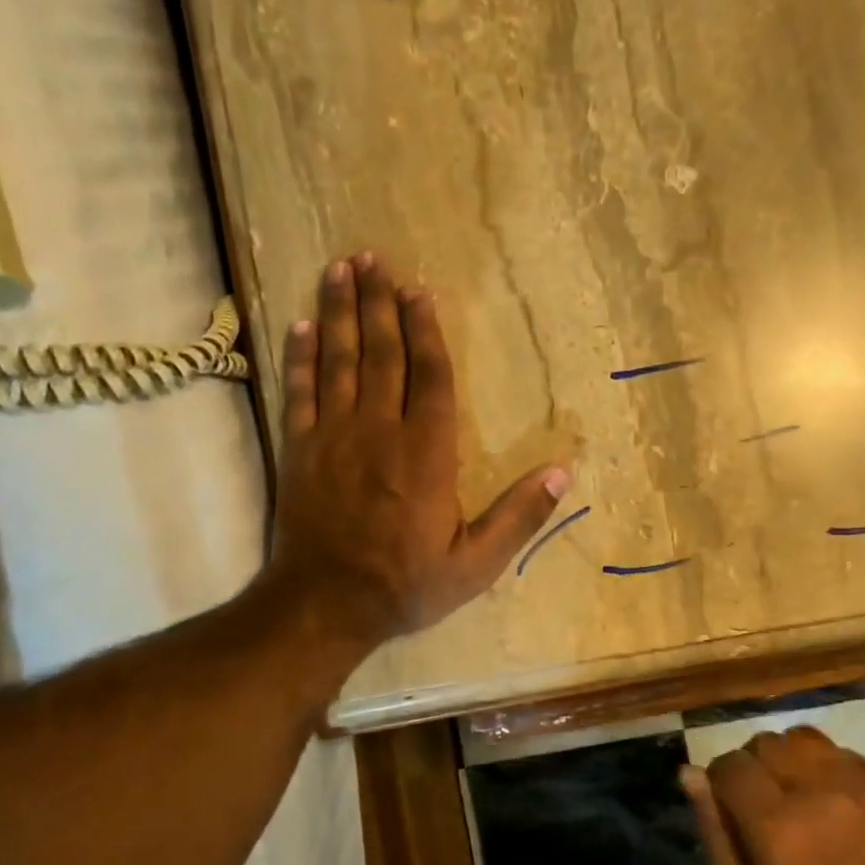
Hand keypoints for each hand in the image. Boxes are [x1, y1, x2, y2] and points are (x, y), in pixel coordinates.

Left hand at [268, 253, 570, 649]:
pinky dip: (302, 355)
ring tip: (341, 268)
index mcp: (427, 453)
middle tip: (374, 258)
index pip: (430, 378)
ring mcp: (335, 436)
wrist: (325, 606)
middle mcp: (381, 431)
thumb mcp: (476, 563)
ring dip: (342, 312)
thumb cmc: (406, 584)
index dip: (426, 332)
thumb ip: (519, 516)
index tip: (419, 292)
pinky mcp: (301, 450)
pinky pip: (301, 391)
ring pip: (340, 360)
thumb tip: (564, 473)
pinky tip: (304, 324)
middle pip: (382, 354)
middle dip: (380, 303)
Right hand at [682, 727, 864, 864]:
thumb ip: (713, 833)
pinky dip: (822, 766)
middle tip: (764, 804)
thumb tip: (689, 773)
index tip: (730, 805)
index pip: (729, 765)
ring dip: (787, 759)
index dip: (721, 781)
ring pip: (797, 737)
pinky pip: (835, 750)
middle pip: (761, 743)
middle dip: (753, 768)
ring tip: (796, 793)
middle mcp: (813, 790)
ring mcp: (853, 781)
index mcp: (774, 826)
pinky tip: (830, 801)